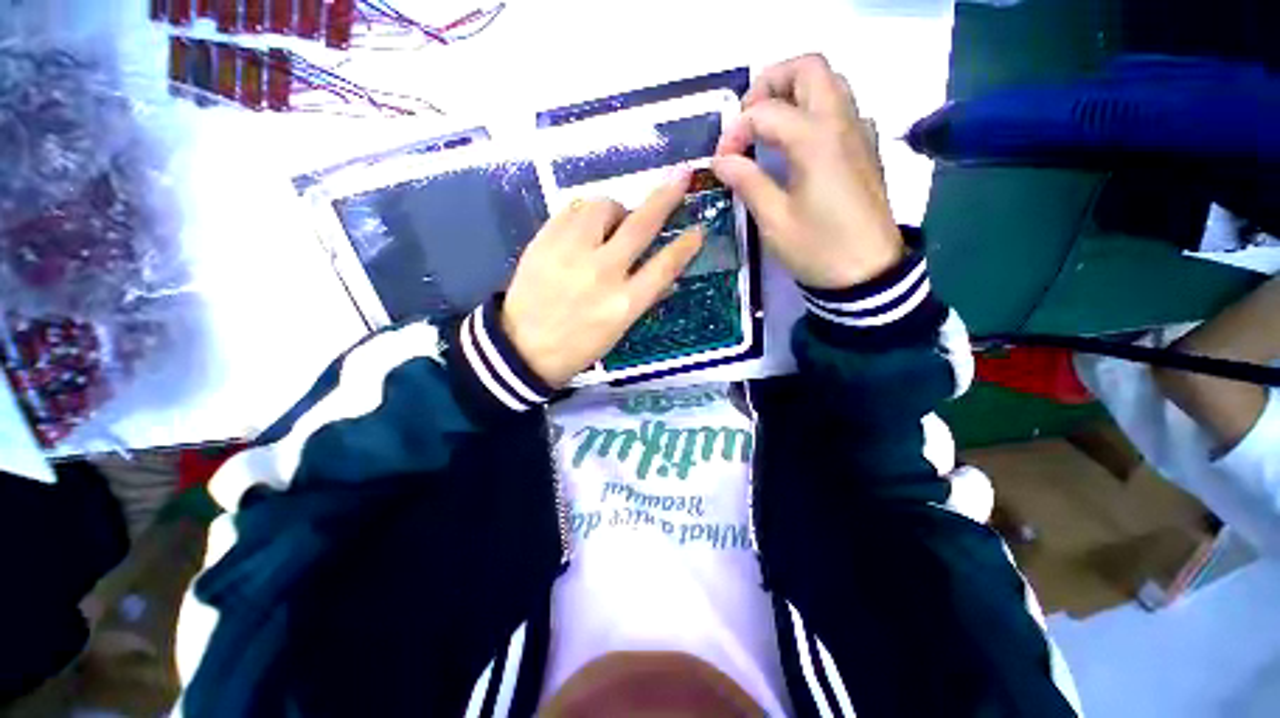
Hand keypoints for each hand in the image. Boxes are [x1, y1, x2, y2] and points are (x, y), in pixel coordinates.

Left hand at [501, 171, 703, 387]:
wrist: (523, 347)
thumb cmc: (577, 346)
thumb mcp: (618, 331)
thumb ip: (643, 299)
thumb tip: (667, 277)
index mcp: (624, 303)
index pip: (664, 266)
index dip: (685, 246)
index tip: (697, 230)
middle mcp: (602, 273)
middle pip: (640, 226)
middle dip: (666, 197)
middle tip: (680, 177)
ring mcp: (571, 253)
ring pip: (603, 207)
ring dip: (617, 209)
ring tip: (614, 222)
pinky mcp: (545, 240)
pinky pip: (573, 209)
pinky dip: (586, 212)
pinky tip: (586, 225)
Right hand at [713, 54, 904, 288]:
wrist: (866, 273)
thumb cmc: (817, 248)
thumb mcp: (774, 220)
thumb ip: (747, 182)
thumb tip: (721, 160)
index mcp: (815, 139)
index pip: (765, 112)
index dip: (735, 131)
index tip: (721, 160)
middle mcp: (842, 121)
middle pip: (809, 68)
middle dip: (770, 83)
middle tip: (747, 119)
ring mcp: (859, 131)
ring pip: (829, 83)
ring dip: (794, 93)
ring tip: (767, 128)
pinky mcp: (866, 148)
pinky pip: (841, 108)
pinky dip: (814, 110)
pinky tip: (799, 144)